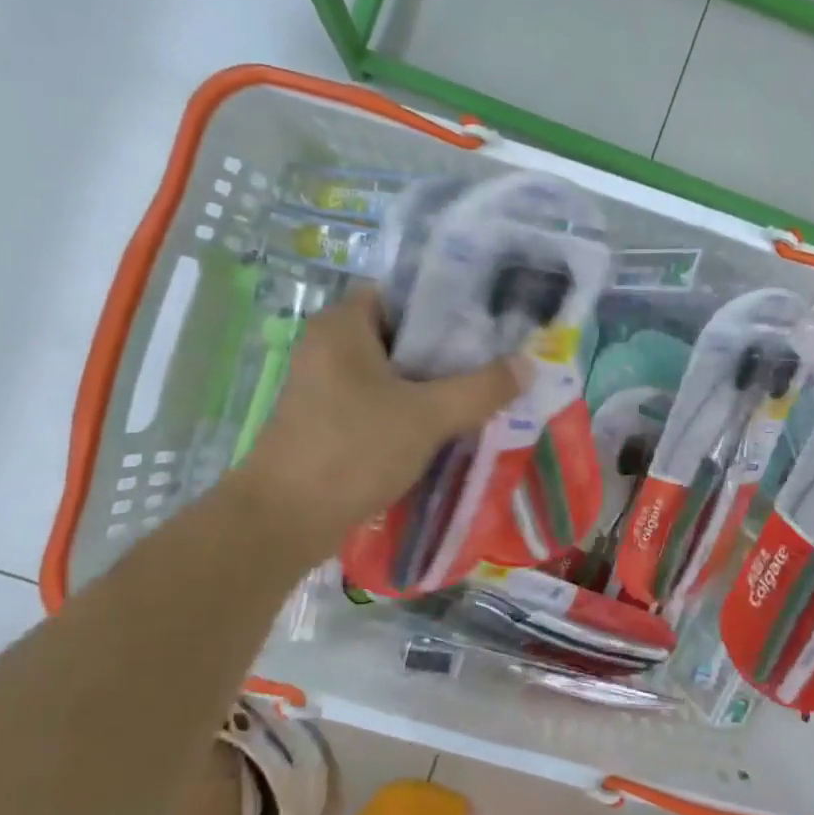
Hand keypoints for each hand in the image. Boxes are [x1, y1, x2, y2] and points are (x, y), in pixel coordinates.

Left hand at [235, 290, 520, 562]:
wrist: (285, 520)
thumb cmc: (353, 450)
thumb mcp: (427, 416)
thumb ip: (481, 388)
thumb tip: (528, 365)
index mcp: (343, 325)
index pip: (403, 294)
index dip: (447, 304)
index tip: (490, 322)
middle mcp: (329, 346)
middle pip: (402, 335)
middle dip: (449, 350)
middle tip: (496, 360)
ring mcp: (326, 386)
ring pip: (394, 373)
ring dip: (434, 384)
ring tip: (483, 392)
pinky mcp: (329, 420)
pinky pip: (381, 401)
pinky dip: (412, 409)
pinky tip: (448, 426)